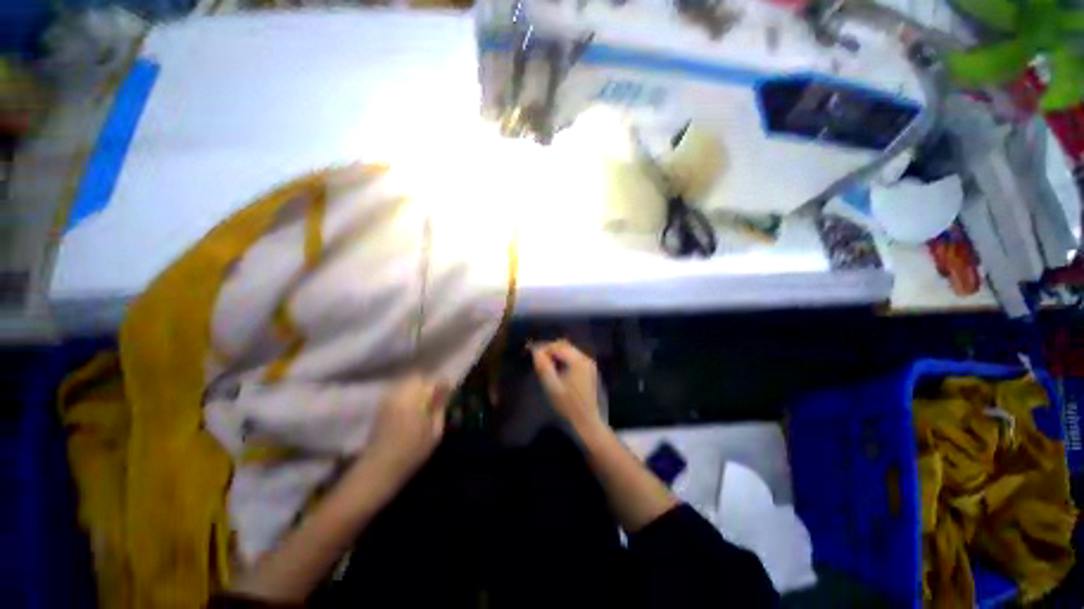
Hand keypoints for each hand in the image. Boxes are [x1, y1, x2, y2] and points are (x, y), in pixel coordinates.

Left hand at [362, 374, 450, 483]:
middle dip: (428, 384)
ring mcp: (388, 399)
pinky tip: (411, 409)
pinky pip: (397, 392)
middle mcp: (399, 394)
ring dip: (417, 389)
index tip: (449, 392)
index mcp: (414, 399)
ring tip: (423, 404)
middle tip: (435, 398)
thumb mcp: (434, 431)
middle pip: (417, 377)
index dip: (442, 385)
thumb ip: (439, 407)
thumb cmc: (412, 452)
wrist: (378, 469)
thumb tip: (445, 390)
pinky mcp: (380, 406)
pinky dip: (406, 395)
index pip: (432, 382)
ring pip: (406, 383)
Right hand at [530, 339, 602, 430]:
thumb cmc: (568, 405)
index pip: (557, 346)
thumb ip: (543, 367)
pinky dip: (563, 358)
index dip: (543, 347)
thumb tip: (535, 351)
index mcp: (578, 361)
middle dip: (549, 348)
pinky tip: (555, 367)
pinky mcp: (588, 370)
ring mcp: (588, 363)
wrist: (587, 421)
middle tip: (536, 356)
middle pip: (564, 345)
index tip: (531, 352)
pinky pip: (573, 357)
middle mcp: (585, 358)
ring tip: (543, 361)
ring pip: (569, 350)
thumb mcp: (552, 387)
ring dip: (556, 353)